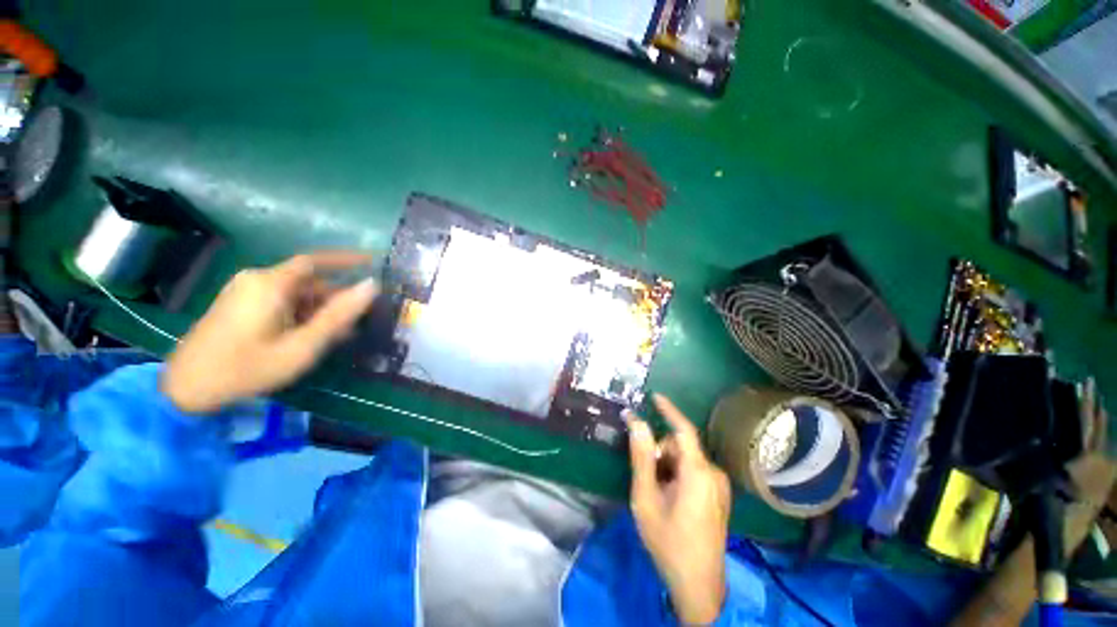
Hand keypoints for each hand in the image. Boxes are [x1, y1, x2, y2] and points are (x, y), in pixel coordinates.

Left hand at [161, 252, 377, 413]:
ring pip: (296, 294)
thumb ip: (339, 315)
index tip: (374, 262)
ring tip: (339, 334)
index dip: (347, 259)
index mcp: (271, 283)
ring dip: (320, 310)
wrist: (187, 389)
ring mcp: (245, 291)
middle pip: (308, 281)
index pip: (316, 261)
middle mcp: (257, 279)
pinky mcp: (239, 304)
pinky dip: (301, 314)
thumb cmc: (248, 367)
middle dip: (335, 298)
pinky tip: (312, 335)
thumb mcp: (302, 345)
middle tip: (360, 320)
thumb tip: (372, 286)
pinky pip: (281, 302)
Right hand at [628, 394, 731, 625]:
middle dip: (660, 454)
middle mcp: (713, 474)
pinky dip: (677, 475)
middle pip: (680, 447)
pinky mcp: (718, 496)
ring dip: (667, 467)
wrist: (698, 586)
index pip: (683, 429)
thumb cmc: (668, 541)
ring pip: (685, 460)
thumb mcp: (646, 497)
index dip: (669, 410)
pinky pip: (694, 472)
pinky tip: (670, 498)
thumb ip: (641, 456)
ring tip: (658, 494)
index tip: (654, 396)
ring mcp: (719, 486)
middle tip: (647, 479)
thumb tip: (635, 421)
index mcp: (698, 472)